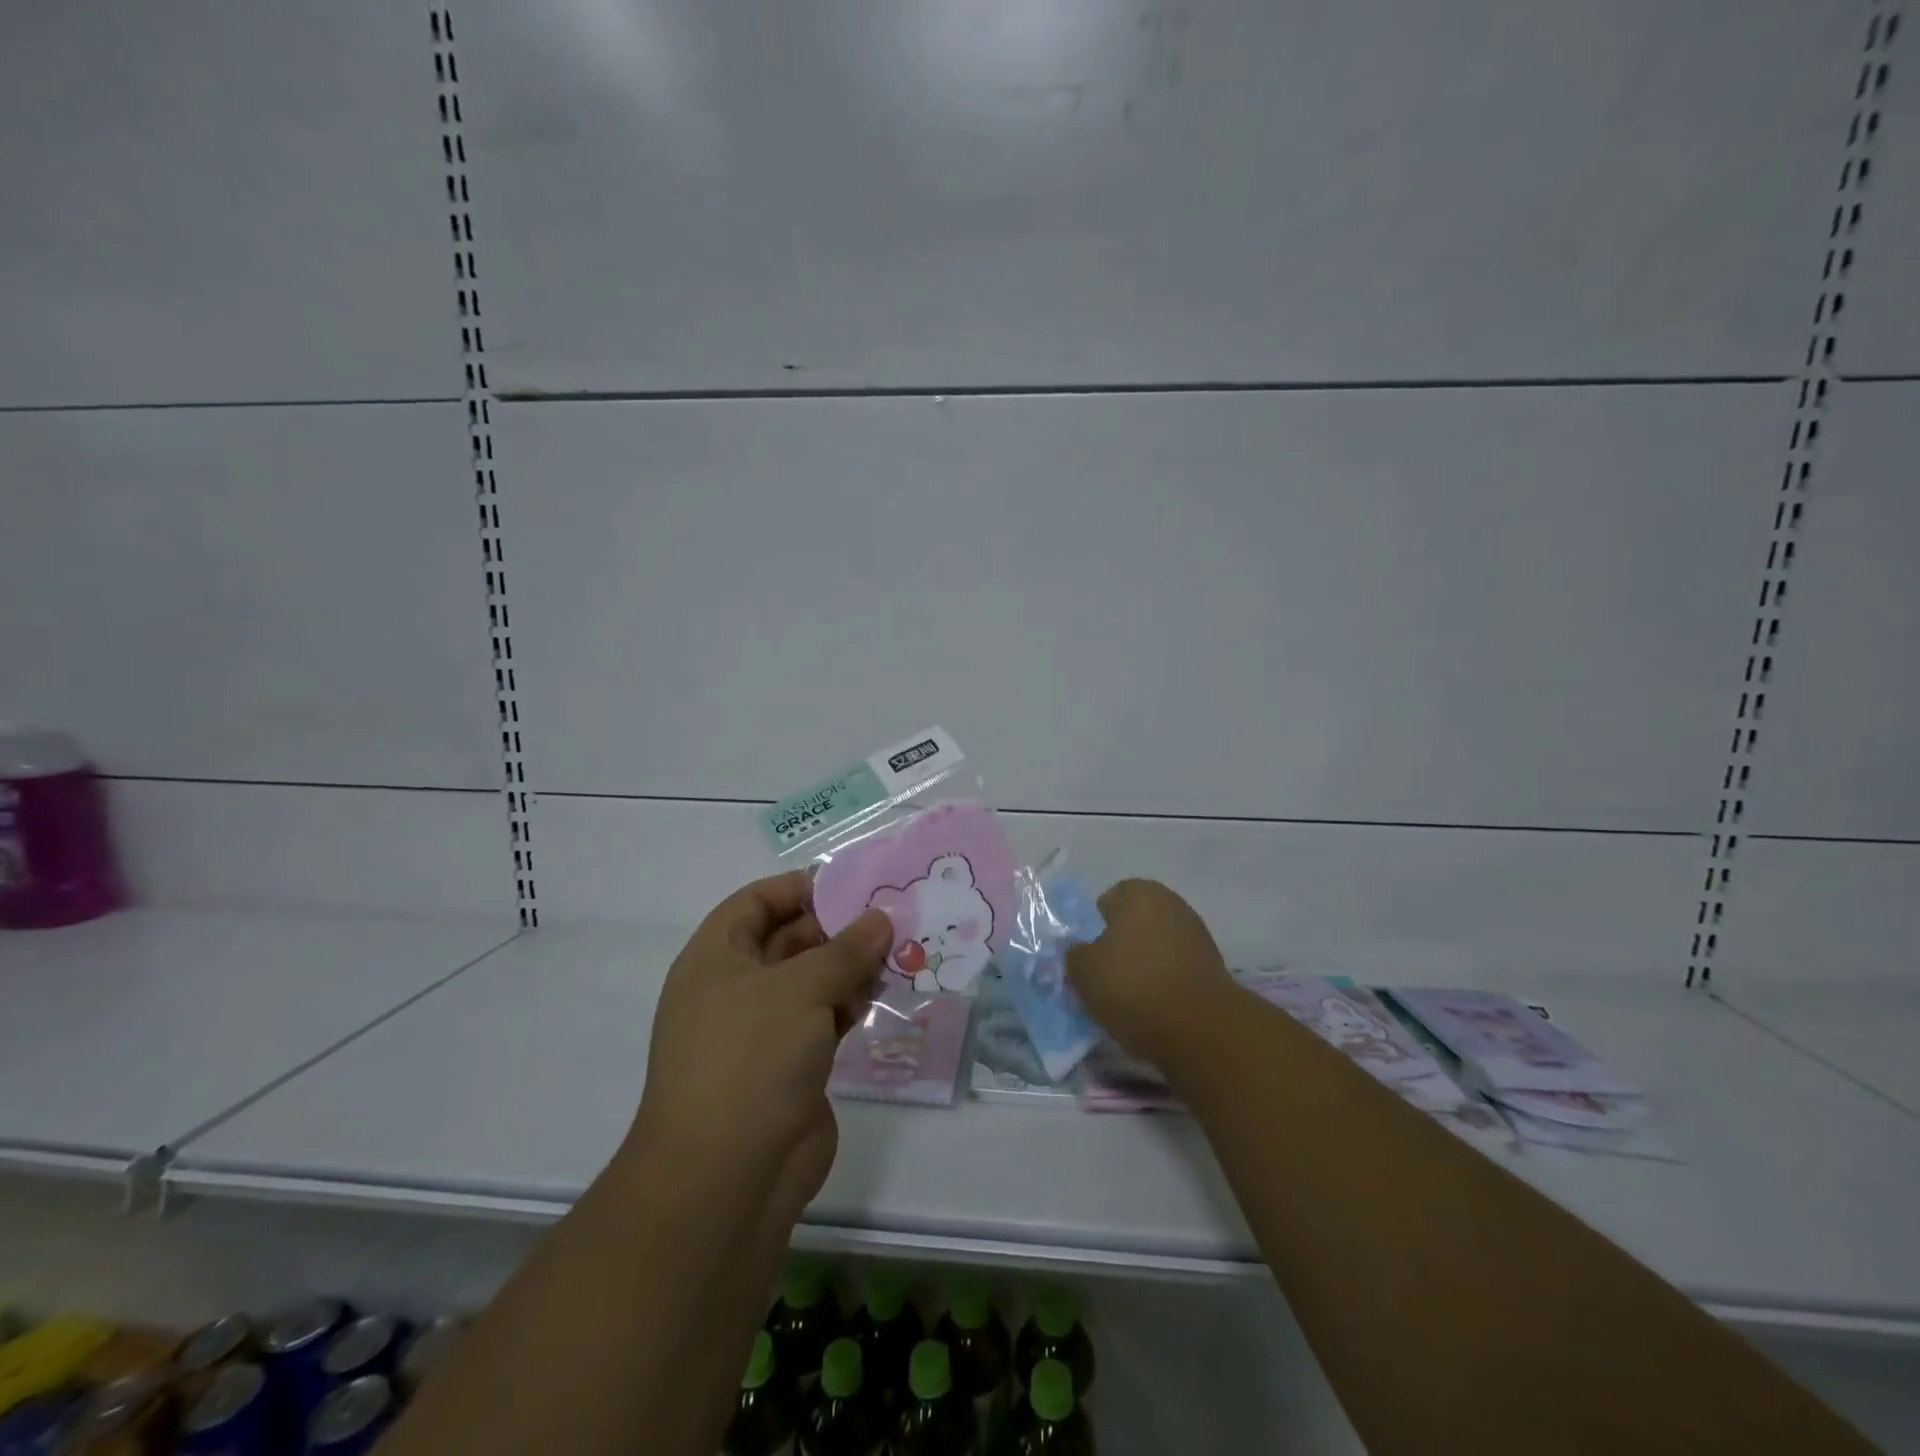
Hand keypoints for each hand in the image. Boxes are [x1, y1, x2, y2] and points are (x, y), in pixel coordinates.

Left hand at [626, 871, 892, 1229]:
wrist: (728, 1178)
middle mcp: (734, 989)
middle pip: (788, 940)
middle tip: (889, 919)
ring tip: (894, 953)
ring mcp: (761, 1031)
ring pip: (810, 981)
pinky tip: (879, 995)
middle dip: (836, 929)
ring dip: (849, 967)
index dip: (799, 888)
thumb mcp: (801, 989)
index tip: (851, 886)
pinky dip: (848, 1004)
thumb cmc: (751, 1058)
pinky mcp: (789, 1066)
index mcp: (715, 959)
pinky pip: (822, 1019)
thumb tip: (880, 919)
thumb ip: (845, 950)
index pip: (755, 902)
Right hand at [1066, 878, 1235, 1070]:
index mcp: (1139, 892)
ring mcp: (1197, 935)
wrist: (1200, 1028)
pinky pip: (1175, 971)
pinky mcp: (1213, 968)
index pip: (1106, 902)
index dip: (1093, 929)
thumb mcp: (1083, 971)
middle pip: (1133, 925)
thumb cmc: (1133, 985)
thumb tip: (1079, 951)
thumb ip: (1074, 954)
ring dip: (1143, 968)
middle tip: (1104, 980)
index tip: (1088, 959)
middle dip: (1119, 948)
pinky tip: (1155, 1011)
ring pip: (1155, 949)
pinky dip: (1164, 986)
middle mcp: (1171, 903)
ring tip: (1129, 1002)